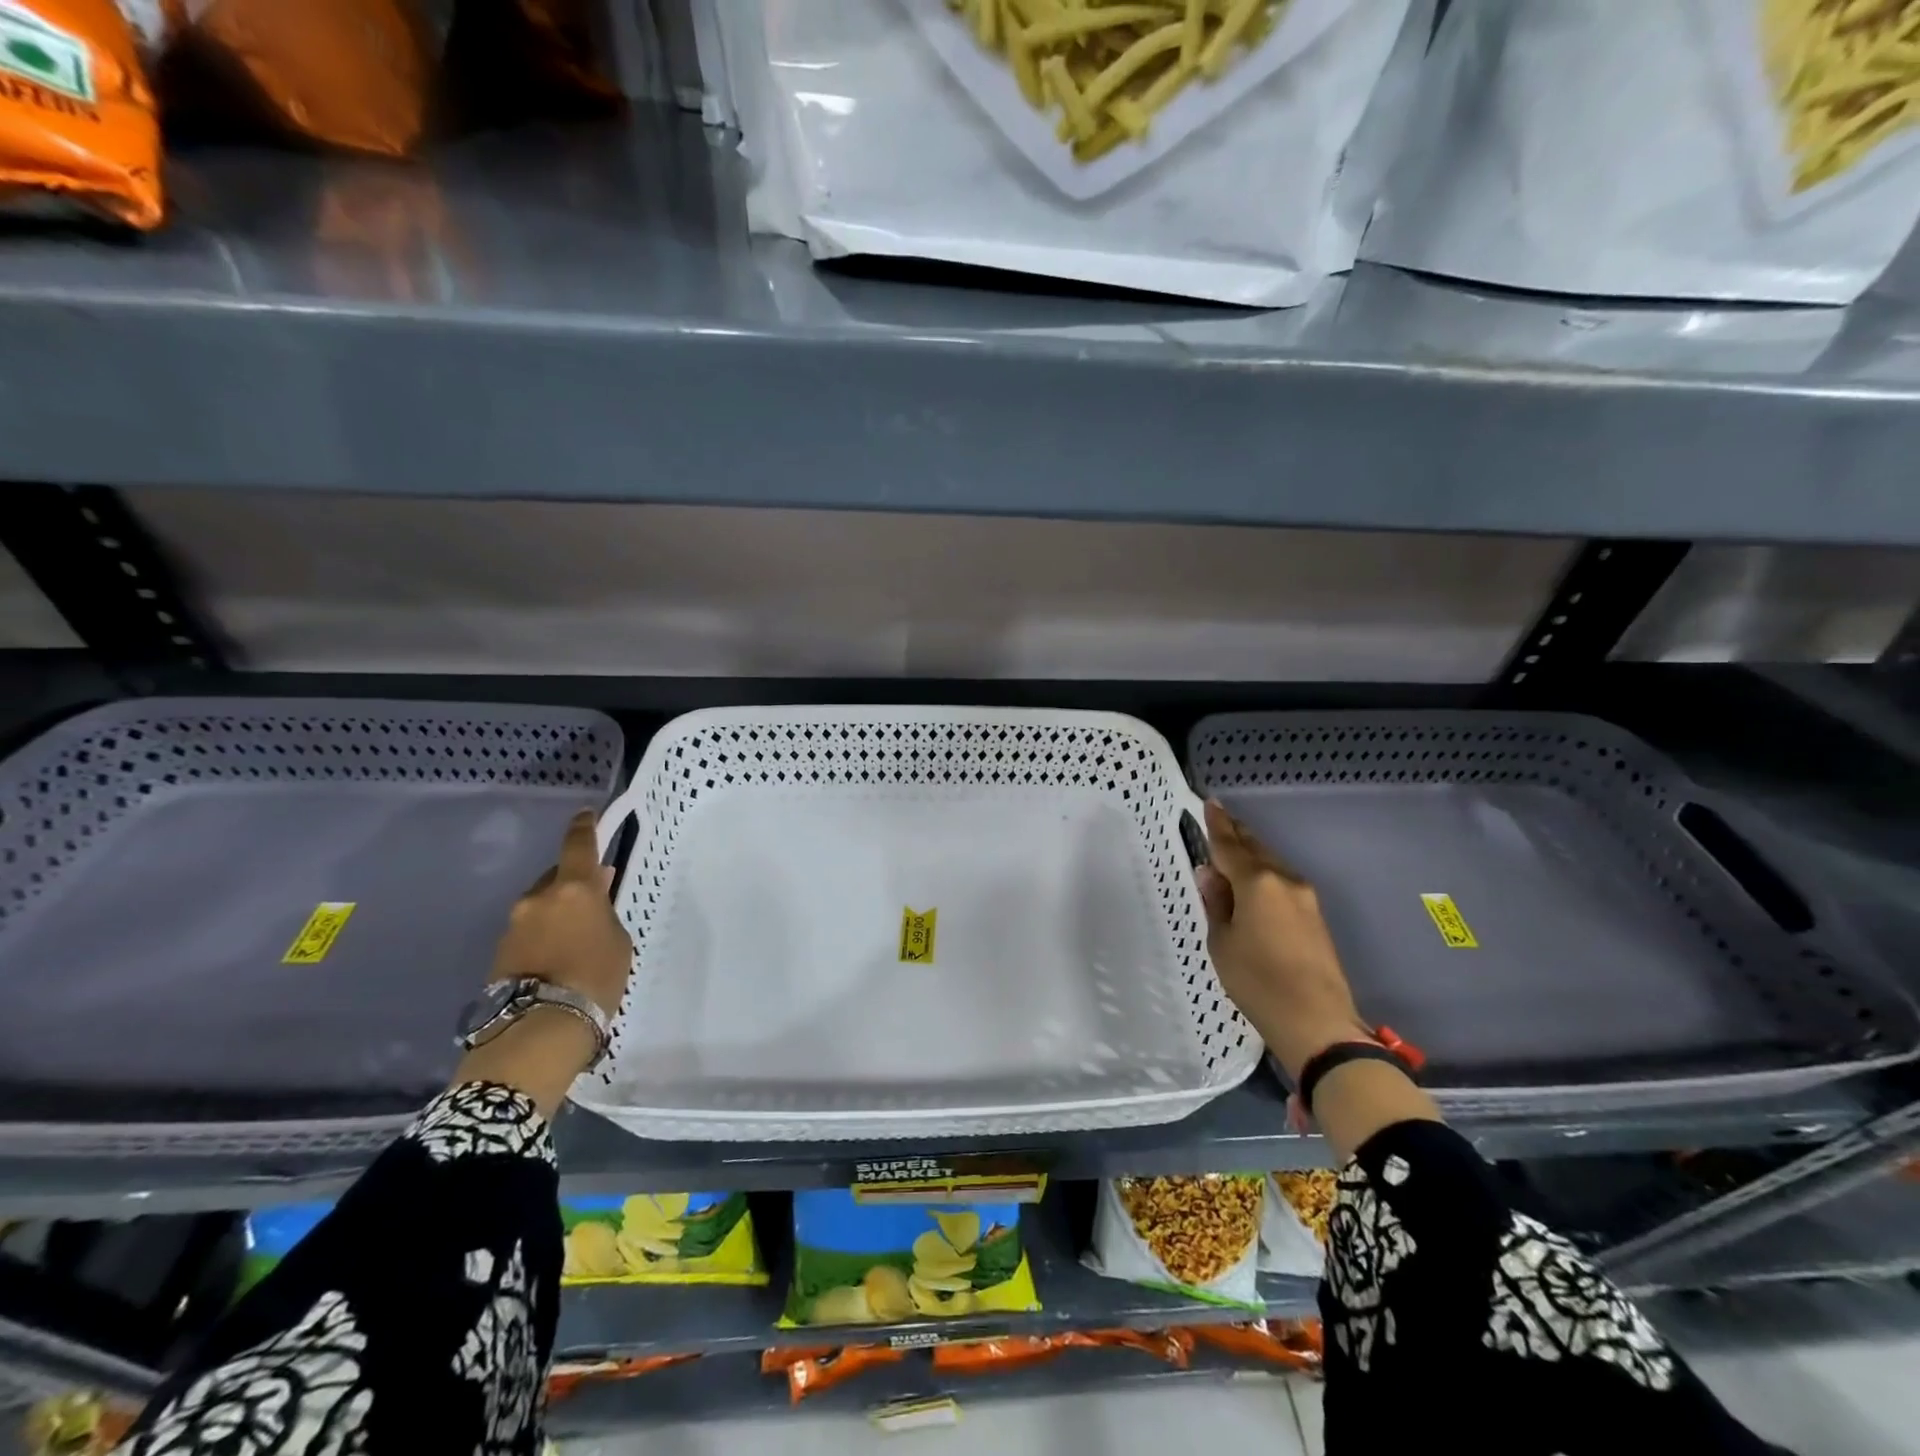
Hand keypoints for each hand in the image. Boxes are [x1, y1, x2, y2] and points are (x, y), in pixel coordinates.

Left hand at [454, 810, 633, 1116]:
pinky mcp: (501, 950)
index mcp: (573, 888)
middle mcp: (538, 898)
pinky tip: (559, 953)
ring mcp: (514, 924)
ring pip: (542, 904)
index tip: (586, 814)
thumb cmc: (595, 978)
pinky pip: (530, 928)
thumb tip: (596, 891)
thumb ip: (605, 910)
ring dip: (558, 910)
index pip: (578, 845)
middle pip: (558, 877)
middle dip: (574, 882)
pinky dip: (545, 932)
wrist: (540, 1028)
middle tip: (594, 897)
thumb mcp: (617, 940)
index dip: (584, 827)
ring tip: (578, 934)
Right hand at [1194, 800, 1439, 1157]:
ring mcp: (1305, 898)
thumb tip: (1209, 874)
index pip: (1230, 845)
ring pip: (1272, 864)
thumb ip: (1216, 903)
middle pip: (1256, 848)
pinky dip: (1265, 875)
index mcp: (1257, 882)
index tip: (1210, 803)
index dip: (1217, 824)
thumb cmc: (1257, 981)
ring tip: (1233, 850)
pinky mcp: (1315, 916)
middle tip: (1220, 820)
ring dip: (1252, 855)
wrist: (1317, 1021)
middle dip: (1237, 834)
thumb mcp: (1222, 942)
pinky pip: (1283, 882)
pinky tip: (1254, 883)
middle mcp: (1284, 881)